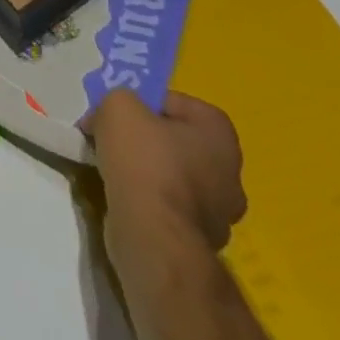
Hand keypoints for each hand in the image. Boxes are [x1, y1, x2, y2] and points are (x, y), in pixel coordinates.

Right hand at [87, 89, 245, 252]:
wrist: (152, 237)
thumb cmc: (143, 159)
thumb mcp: (119, 104)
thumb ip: (118, 98)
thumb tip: (113, 115)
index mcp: (219, 135)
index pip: (176, 102)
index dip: (142, 101)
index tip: (118, 110)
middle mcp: (229, 173)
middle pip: (175, 139)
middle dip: (143, 136)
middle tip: (111, 134)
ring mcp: (219, 213)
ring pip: (172, 174)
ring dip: (144, 168)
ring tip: (110, 165)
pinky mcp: (200, 241)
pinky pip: (168, 204)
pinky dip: (147, 197)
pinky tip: (122, 194)